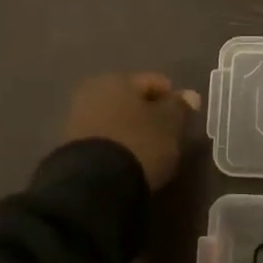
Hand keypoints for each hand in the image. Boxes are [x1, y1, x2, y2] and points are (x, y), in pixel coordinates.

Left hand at [64, 73, 199, 189]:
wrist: (94, 183)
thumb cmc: (139, 143)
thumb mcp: (169, 125)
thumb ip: (180, 107)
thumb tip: (190, 95)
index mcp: (118, 79)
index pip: (154, 82)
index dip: (172, 98)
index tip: (184, 119)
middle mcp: (94, 91)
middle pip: (131, 99)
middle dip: (148, 113)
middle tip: (167, 134)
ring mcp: (78, 118)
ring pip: (116, 118)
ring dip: (132, 128)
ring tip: (149, 149)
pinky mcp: (72, 145)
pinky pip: (105, 137)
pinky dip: (118, 143)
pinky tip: (129, 158)